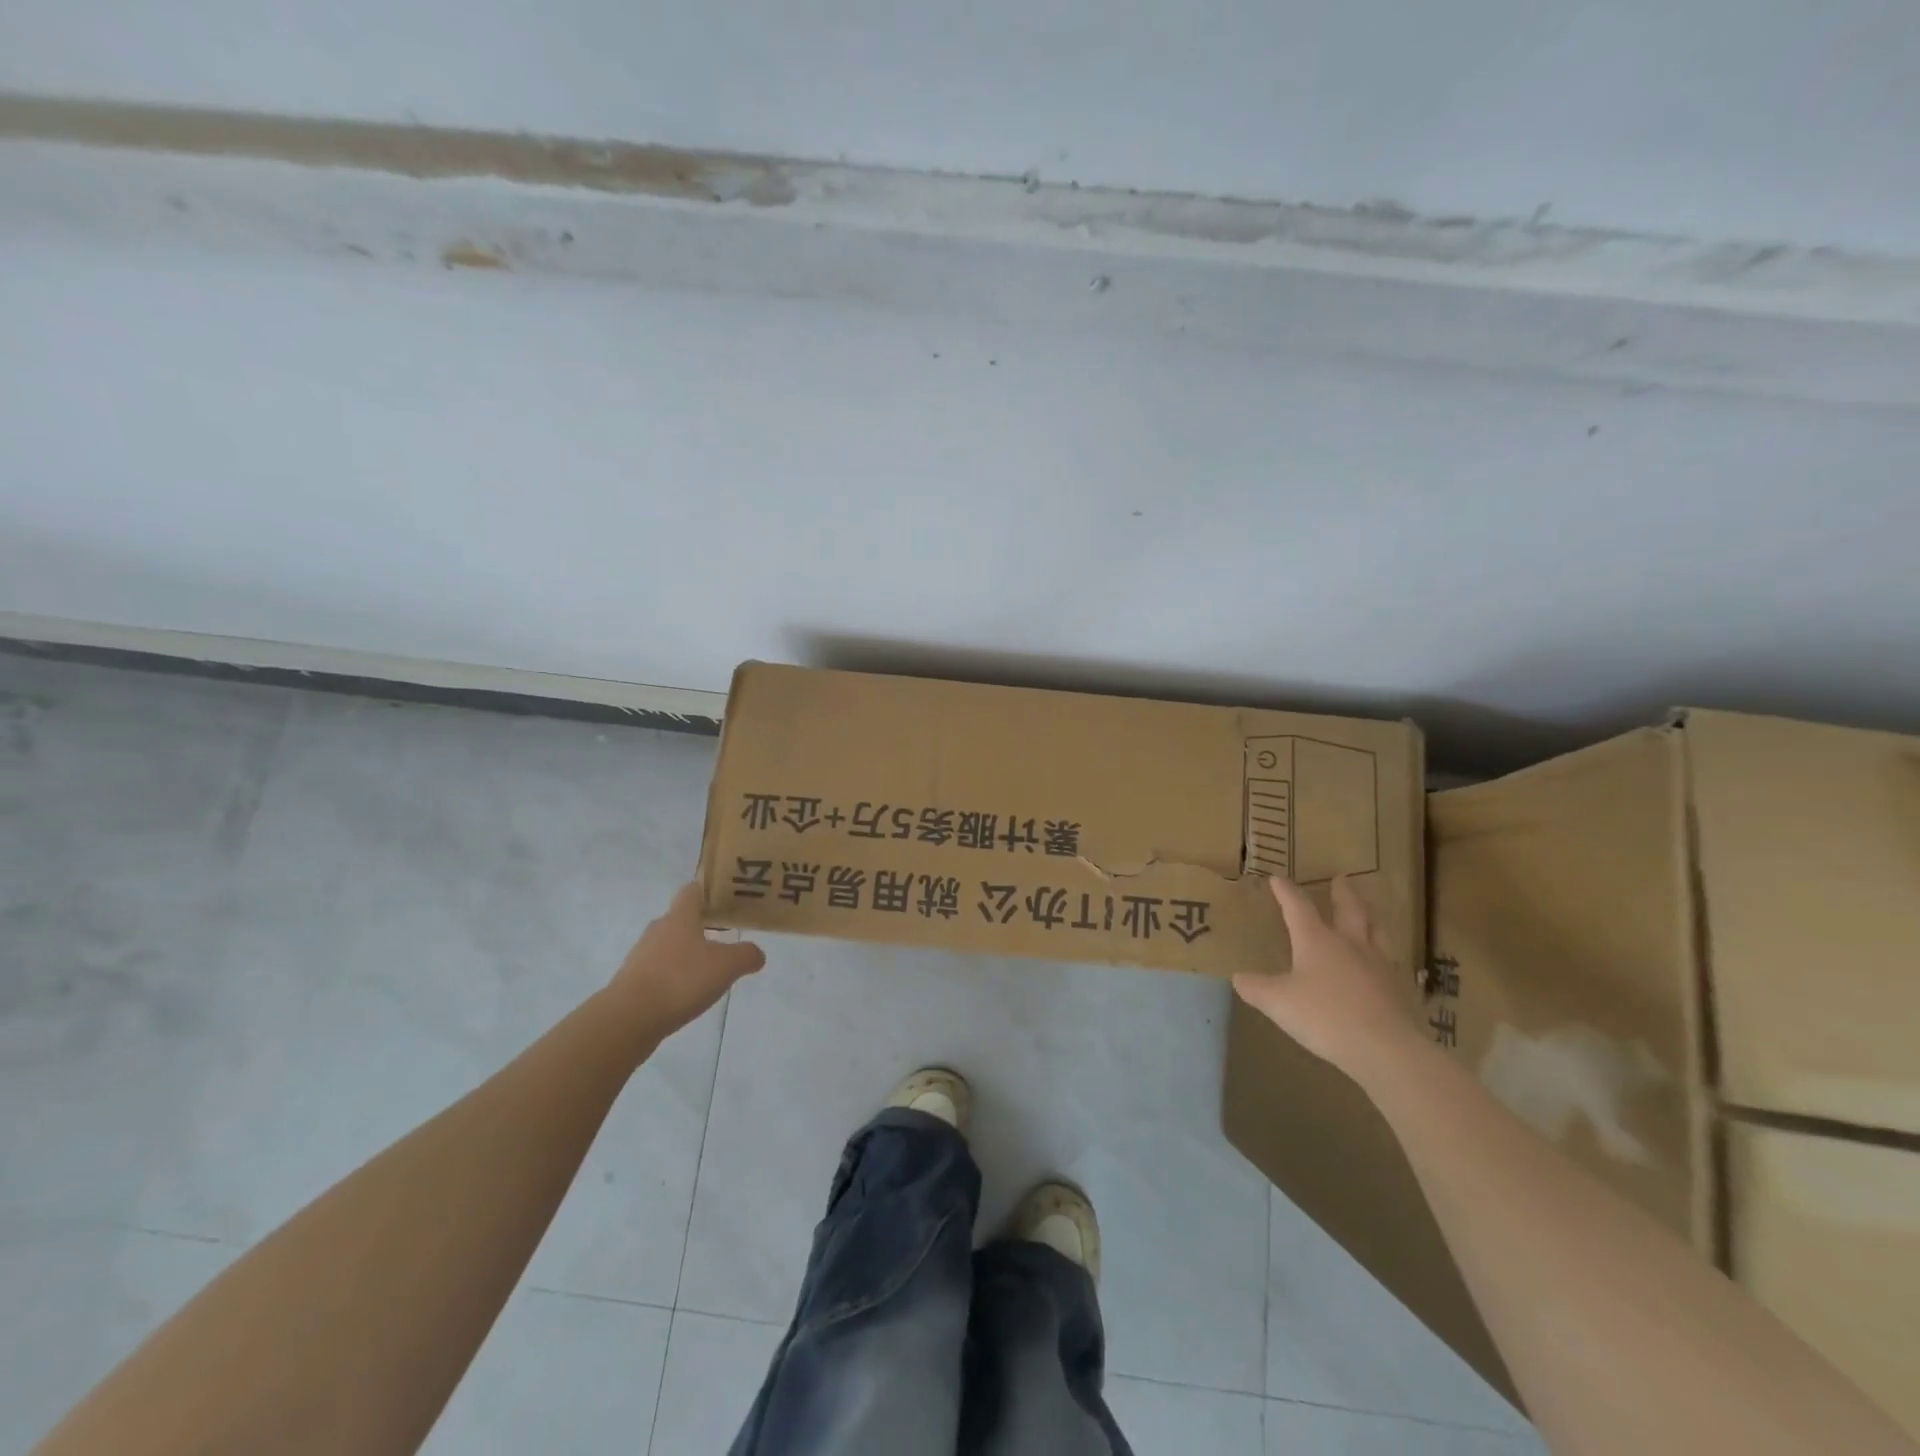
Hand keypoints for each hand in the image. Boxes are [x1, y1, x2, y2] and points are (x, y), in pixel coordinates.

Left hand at [606, 882, 764, 1038]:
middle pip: (681, 919)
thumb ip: (746, 955)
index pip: (693, 890)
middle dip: (703, 925)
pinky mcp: (632, 980)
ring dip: (688, 953)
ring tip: (709, 970)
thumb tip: (756, 954)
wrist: (628, 1018)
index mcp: (680, 916)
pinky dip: (674, 976)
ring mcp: (641, 955)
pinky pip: (659, 970)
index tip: (727, 900)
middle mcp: (658, 929)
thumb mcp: (727, 966)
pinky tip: (688, 993)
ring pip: (670, 945)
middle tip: (727, 936)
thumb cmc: (681, 980)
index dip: (710, 892)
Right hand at [1233, 875, 1424, 1082]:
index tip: (1278, 878)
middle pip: (1349, 909)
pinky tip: (1385, 964)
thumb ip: (1256, 988)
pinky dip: (1385, 955)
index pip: (1298, 907)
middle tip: (1342, 878)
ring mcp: (1379, 965)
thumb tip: (1238, 977)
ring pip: (1377, 931)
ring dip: (1370, 917)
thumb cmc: (1325, 1016)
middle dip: (1343, 893)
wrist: (1386, 1049)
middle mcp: (1350, 944)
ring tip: (1369, 913)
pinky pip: (1392, 963)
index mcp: (1317, 940)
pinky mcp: (1400, 989)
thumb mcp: (1278, 1002)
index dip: (1286, 892)